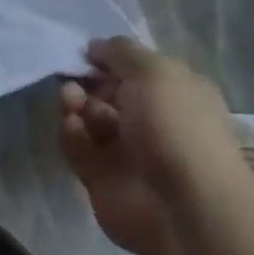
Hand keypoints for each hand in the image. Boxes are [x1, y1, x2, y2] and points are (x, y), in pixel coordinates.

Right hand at [59, 37, 251, 254]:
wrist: (182, 208)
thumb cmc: (175, 127)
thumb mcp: (153, 71)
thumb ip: (120, 51)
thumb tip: (95, 46)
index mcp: (174, 92)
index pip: (136, 68)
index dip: (110, 58)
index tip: (87, 51)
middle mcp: (151, 119)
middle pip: (108, 91)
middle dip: (88, 81)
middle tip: (74, 80)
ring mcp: (126, 150)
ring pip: (89, 117)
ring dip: (76, 104)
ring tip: (71, 102)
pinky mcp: (101, 177)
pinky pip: (78, 146)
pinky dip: (71, 134)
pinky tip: (73, 127)